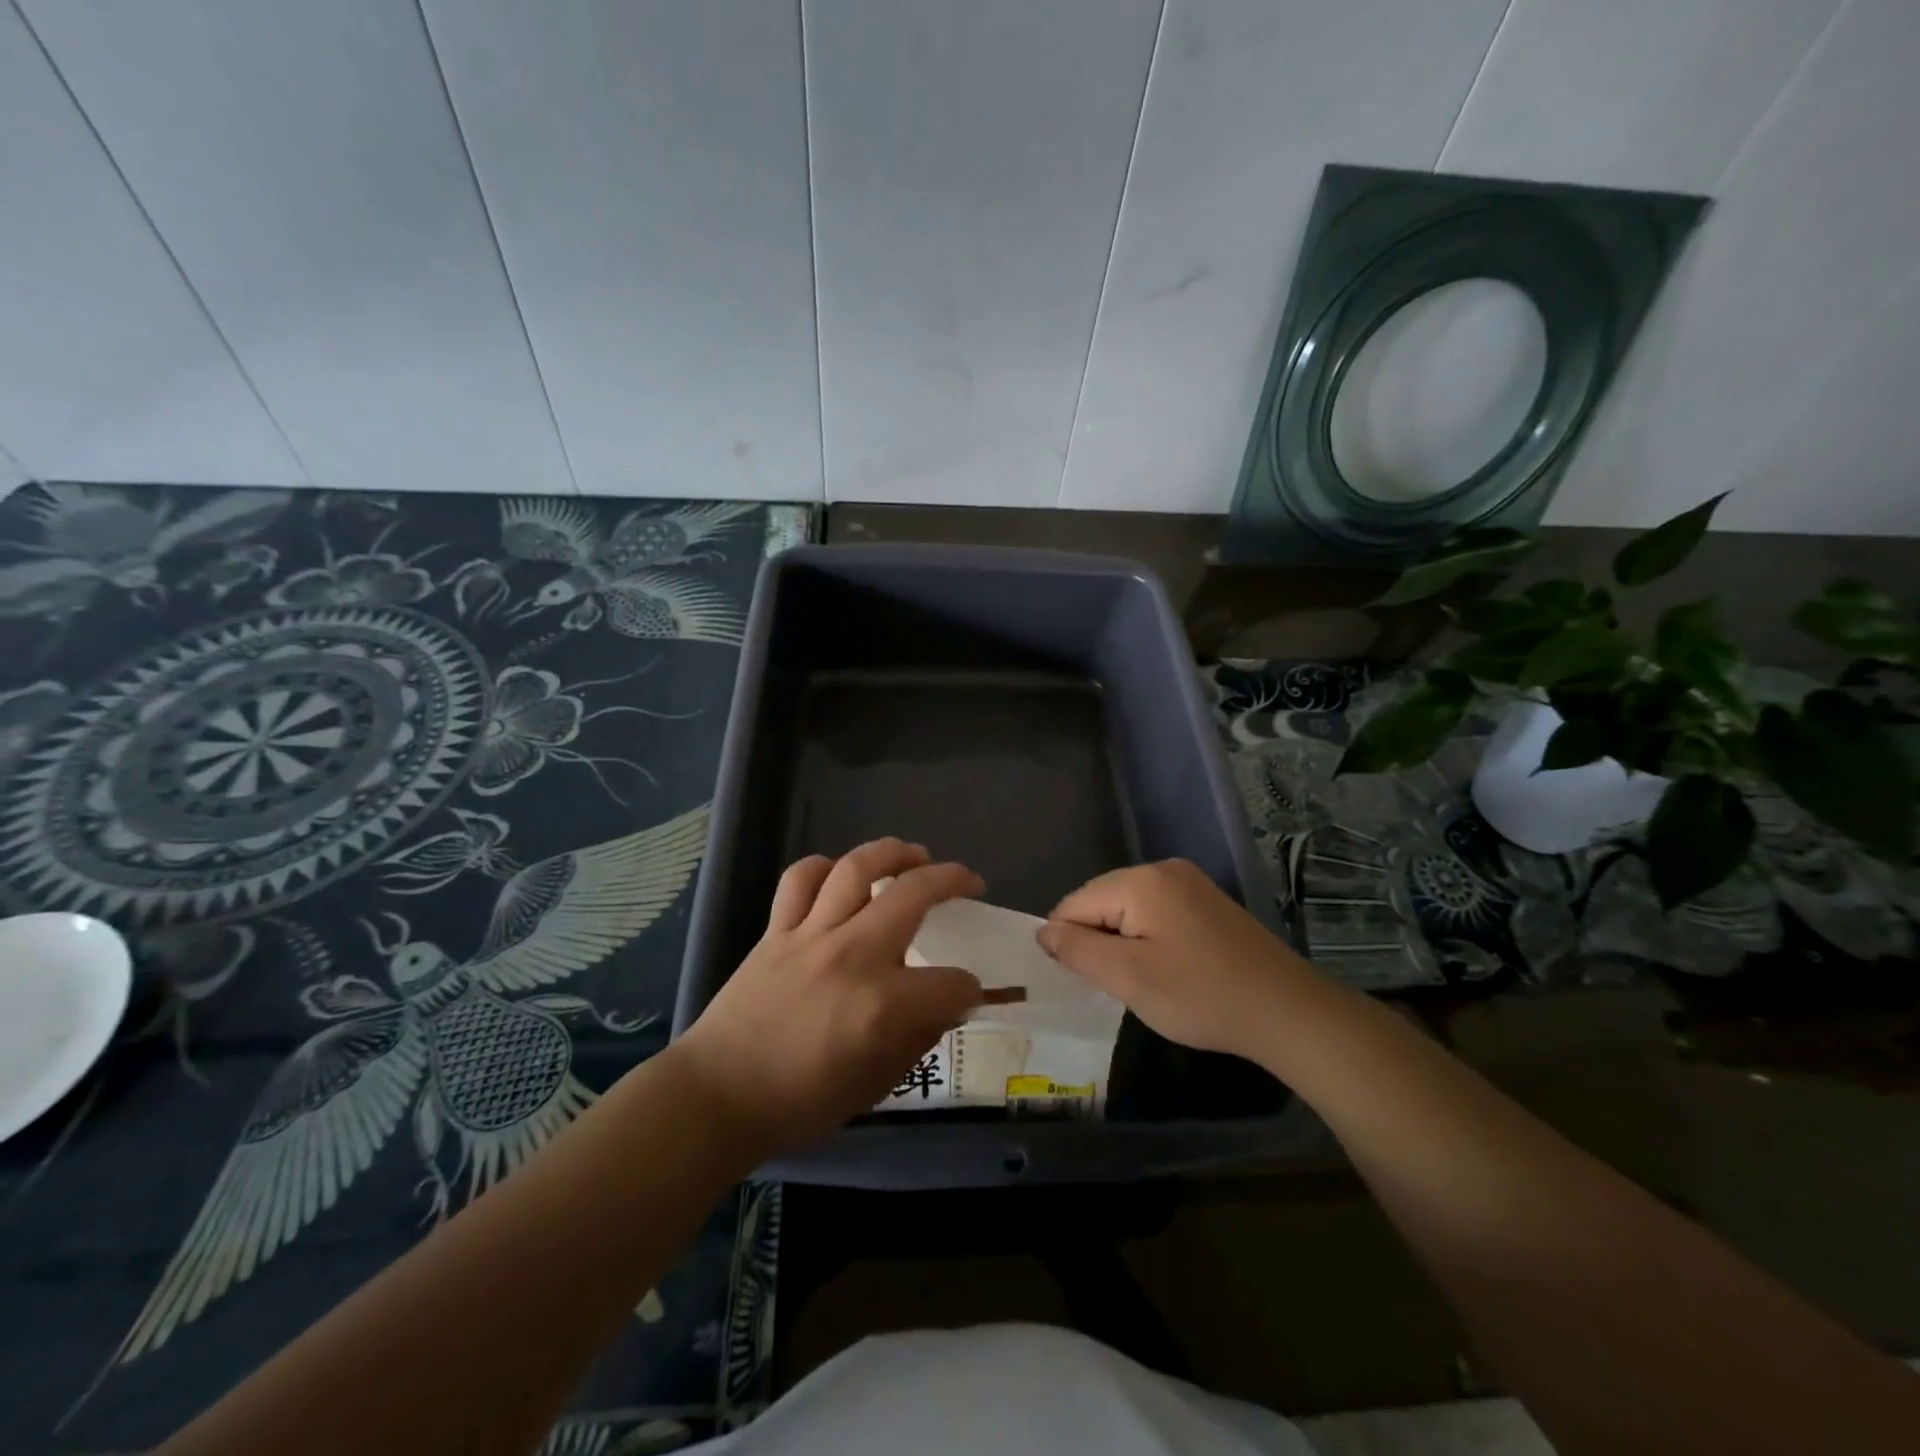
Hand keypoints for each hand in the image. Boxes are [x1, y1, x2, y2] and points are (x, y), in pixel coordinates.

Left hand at [671, 839, 987, 1154]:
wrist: (719, 1096)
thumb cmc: (801, 1101)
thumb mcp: (876, 1084)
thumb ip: (918, 1037)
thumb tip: (944, 1005)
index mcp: (883, 1004)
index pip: (952, 983)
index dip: (968, 990)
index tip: (965, 995)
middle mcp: (853, 955)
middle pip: (914, 894)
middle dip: (953, 880)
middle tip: (968, 881)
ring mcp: (811, 935)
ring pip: (856, 868)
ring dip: (893, 851)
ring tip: (915, 853)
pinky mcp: (777, 931)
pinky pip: (800, 880)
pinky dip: (823, 867)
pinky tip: (839, 873)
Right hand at [1037, 859, 1317, 1064]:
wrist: (1288, 1012)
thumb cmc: (1201, 995)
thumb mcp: (1128, 978)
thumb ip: (1078, 950)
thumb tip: (1043, 931)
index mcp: (1141, 880)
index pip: (1075, 903)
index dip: (1071, 944)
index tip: (1091, 982)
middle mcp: (1163, 869)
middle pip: (1101, 901)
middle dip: (1099, 941)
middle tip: (1122, 985)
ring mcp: (1190, 883)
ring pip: (1128, 909)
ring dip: (1124, 943)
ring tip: (1146, 981)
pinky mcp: (1208, 902)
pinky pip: (1156, 913)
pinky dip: (1149, 939)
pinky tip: (1170, 970)